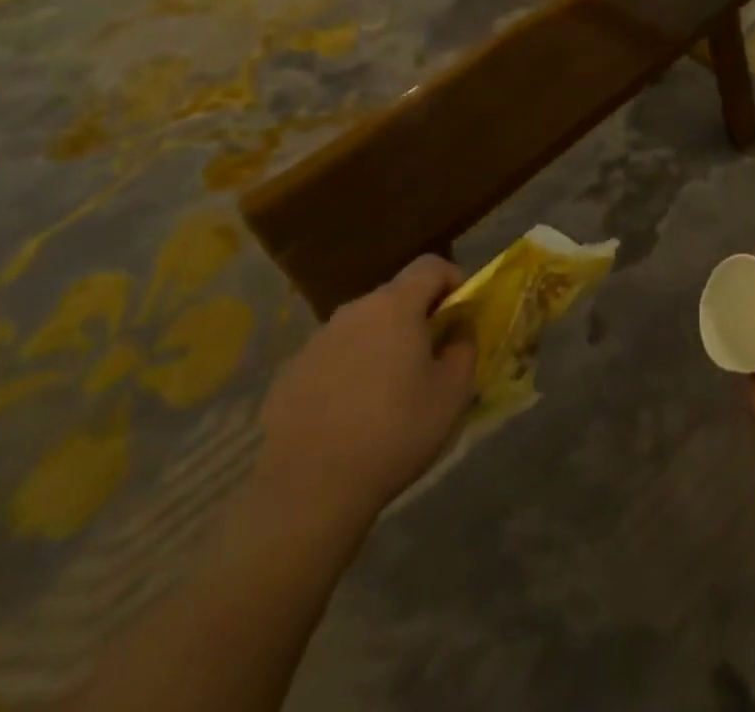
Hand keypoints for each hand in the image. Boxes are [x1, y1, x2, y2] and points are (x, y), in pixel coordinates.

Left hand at [254, 257, 476, 531]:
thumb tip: (460, 328)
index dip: (452, 280)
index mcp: (394, 306)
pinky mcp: (290, 374)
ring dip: (381, 344)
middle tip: (429, 359)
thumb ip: (465, 347)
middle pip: (394, 296)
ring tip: (388, 392)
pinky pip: (332, 358)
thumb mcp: (453, 394)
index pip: (430, 265)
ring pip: (361, 327)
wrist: (310, 490)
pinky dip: (348, 372)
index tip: (460, 314)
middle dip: (416, 317)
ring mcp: (316, 341)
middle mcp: (353, 311)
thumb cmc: (395, 433)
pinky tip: (350, 415)